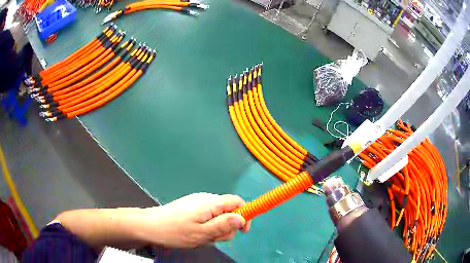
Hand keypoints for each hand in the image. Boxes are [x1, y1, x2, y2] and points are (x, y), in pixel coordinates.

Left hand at [136, 193, 250, 247]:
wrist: (149, 226)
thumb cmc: (175, 231)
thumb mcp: (202, 233)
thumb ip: (223, 225)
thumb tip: (242, 218)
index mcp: (210, 202)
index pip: (237, 201)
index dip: (245, 214)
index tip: (242, 231)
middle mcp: (205, 199)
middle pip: (228, 210)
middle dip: (226, 227)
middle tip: (213, 238)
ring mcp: (197, 203)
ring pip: (218, 216)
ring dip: (215, 229)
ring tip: (201, 238)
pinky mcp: (191, 208)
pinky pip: (207, 217)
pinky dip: (207, 227)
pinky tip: (196, 234)